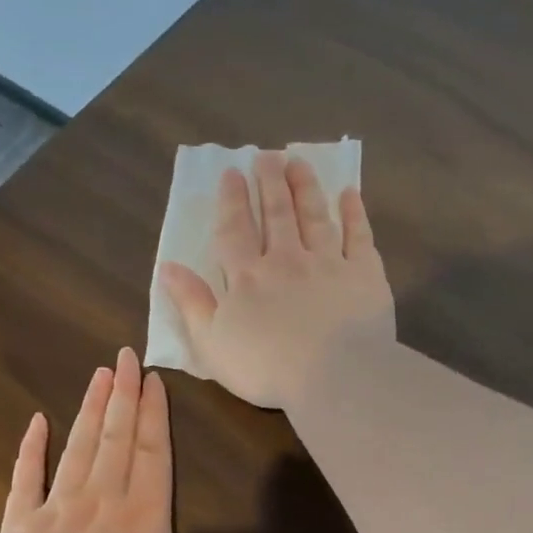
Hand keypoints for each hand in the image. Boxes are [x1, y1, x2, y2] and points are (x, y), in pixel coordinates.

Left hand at [0, 347, 312, 532]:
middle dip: (123, 395)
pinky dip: (31, 448)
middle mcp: (102, 499)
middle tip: (124, 355)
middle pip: (116, 438)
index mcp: (144, 515)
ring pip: (78, 447)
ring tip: (98, 374)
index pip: (153, 452)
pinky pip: (26, 476)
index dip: (154, 413)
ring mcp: (57, 507)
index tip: (153, 378)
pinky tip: (37, 421)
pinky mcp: (20, 523)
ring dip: (90, 409)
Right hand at [159, 153, 395, 409]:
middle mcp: (287, 260)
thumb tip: (168, 267)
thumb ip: (191, 303)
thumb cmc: (265, 368)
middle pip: (276, 214)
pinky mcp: (364, 275)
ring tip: (298, 161)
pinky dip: (354, 214)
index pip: (235, 231)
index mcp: (247, 278)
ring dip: (305, 187)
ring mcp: (328, 264)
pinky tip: (349, 195)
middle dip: (269, 182)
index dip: (231, 201)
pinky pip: (358, 236)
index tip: (231, 173)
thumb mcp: (212, 343)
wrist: (333, 376)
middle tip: (267, 155)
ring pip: (314, 216)